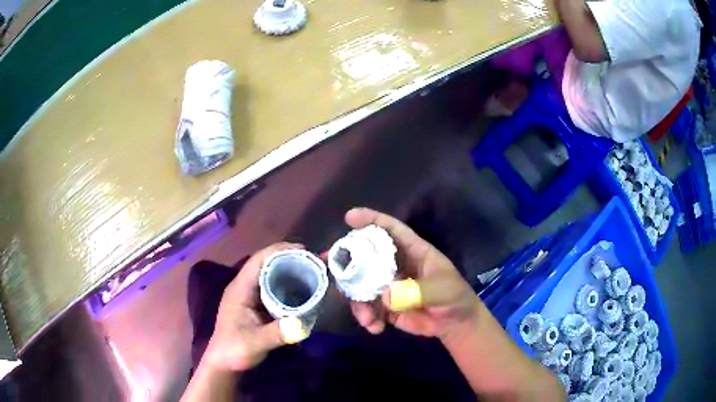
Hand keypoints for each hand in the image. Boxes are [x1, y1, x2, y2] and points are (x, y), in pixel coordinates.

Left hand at [201, 242, 307, 372]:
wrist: (224, 363)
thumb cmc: (234, 350)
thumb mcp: (255, 343)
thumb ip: (276, 334)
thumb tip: (302, 325)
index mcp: (240, 289)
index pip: (258, 260)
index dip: (279, 251)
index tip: (303, 251)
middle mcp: (245, 287)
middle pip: (266, 264)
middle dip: (289, 259)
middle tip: (314, 263)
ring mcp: (250, 296)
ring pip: (271, 276)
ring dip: (290, 271)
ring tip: (312, 272)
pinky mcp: (257, 306)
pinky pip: (274, 288)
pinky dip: (288, 285)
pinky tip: (303, 291)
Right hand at [345, 208, 480, 340]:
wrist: (454, 325)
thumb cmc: (453, 298)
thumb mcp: (442, 290)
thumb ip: (417, 291)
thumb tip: (384, 296)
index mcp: (413, 251)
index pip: (392, 230)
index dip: (372, 220)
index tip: (350, 216)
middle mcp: (396, 265)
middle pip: (366, 255)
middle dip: (346, 258)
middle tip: (328, 261)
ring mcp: (388, 285)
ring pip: (361, 284)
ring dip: (356, 300)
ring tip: (366, 318)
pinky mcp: (385, 305)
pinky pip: (367, 307)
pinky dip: (366, 317)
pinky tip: (375, 328)